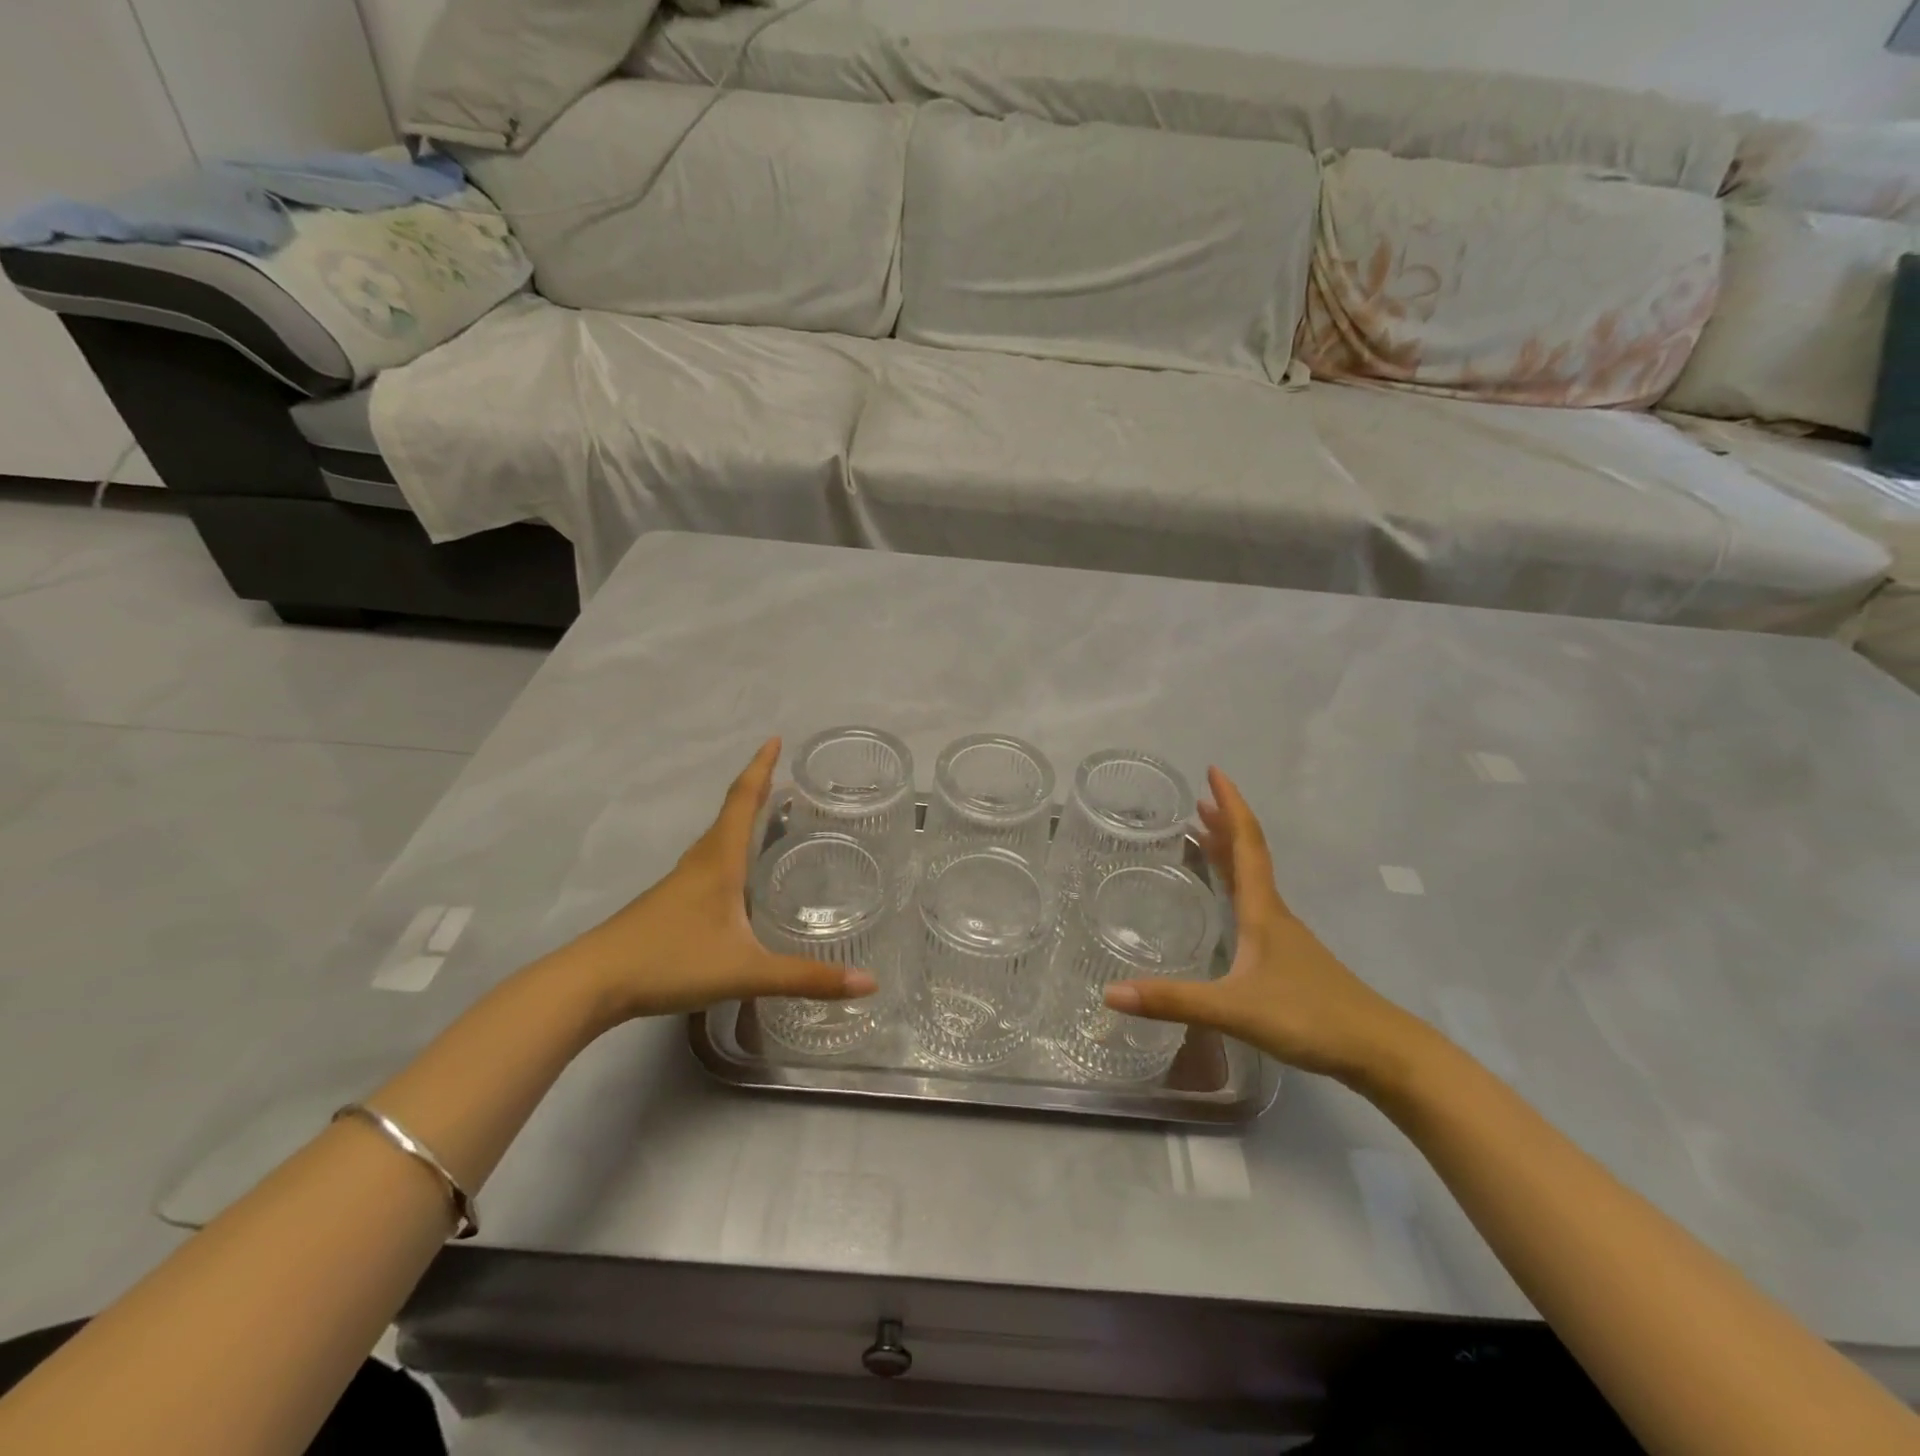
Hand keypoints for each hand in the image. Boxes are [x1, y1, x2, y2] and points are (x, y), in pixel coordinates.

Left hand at [555, 739, 877, 1024]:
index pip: (744, 800)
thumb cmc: (670, 961)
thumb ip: (806, 978)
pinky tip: (739, 877)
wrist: (590, 983)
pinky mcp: (669, 903)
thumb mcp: (746, 971)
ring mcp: (681, 883)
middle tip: (789, 780)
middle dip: (759, 790)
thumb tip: (870, 983)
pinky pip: (709, 862)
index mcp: (719, 861)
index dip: (761, 768)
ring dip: (744, 819)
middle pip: (732, 813)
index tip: (775, 738)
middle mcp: (700, 862)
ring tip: (771, 817)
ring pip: (719, 838)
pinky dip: (731, 850)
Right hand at [1103, 767, 1424, 1084]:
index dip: (1230, 806)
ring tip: (1203, 839)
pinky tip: (1228, 908)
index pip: (1246, 844)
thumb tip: (1109, 993)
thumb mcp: (1235, 1009)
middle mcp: (1274, 914)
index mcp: (1263, 911)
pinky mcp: (1290, 960)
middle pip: (1249, 856)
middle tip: (1197, 802)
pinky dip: (1236, 887)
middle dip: (1224, 825)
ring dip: (1229, 853)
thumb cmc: (1310, 1017)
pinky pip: (1255, 905)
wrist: (1380, 1052)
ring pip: (1253, 881)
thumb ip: (1174, 1001)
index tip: (1214, 772)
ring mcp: (1286, 938)